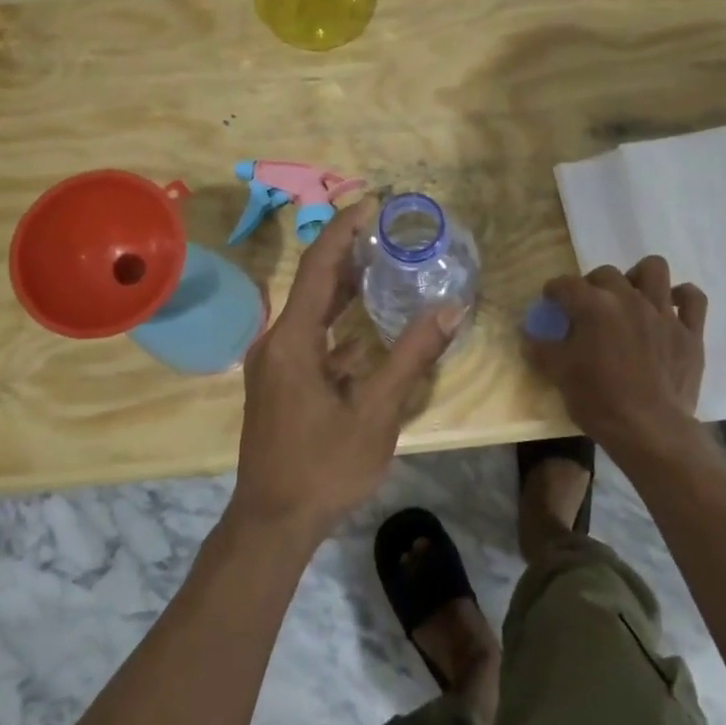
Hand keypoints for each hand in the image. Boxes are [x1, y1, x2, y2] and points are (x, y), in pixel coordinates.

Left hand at [231, 198, 463, 538]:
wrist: (273, 522)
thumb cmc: (324, 466)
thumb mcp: (377, 412)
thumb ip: (412, 356)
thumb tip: (452, 308)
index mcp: (293, 340)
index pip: (319, 264)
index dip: (347, 228)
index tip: (378, 202)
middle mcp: (277, 341)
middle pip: (315, 281)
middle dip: (351, 250)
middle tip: (392, 229)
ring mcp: (276, 362)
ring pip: (313, 309)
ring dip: (346, 285)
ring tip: (386, 261)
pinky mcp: (281, 381)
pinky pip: (313, 335)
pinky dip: (340, 320)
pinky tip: (369, 322)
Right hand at [525, 257, 706, 447]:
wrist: (649, 430)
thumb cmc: (599, 402)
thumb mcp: (559, 375)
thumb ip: (541, 349)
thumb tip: (526, 333)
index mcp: (594, 307)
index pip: (566, 285)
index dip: (554, 290)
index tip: (551, 301)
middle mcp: (629, 299)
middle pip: (606, 274)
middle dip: (592, 285)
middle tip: (588, 308)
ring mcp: (663, 313)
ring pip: (654, 269)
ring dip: (639, 276)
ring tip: (631, 295)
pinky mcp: (690, 331)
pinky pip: (693, 298)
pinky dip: (682, 297)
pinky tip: (671, 306)